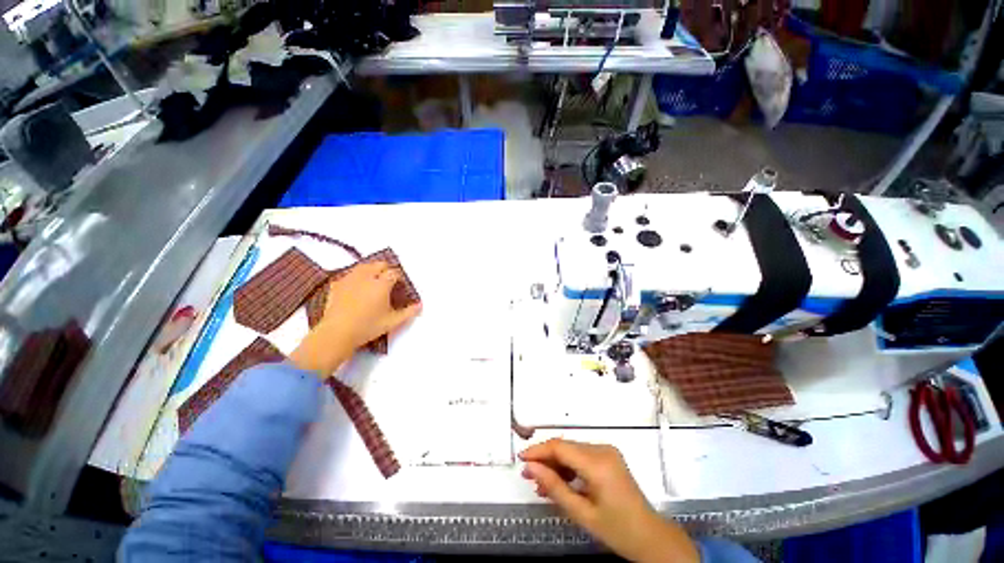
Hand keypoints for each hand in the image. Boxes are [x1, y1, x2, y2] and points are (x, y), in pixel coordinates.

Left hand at [291, 261, 421, 377]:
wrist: (337, 332)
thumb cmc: (368, 326)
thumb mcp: (392, 322)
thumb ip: (408, 312)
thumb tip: (419, 305)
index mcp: (381, 284)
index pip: (394, 273)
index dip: (399, 277)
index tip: (400, 284)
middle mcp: (366, 277)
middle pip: (379, 264)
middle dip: (386, 269)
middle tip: (388, 280)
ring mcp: (350, 279)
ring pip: (363, 266)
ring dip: (371, 269)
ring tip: (373, 279)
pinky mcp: (337, 284)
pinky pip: (349, 274)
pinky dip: (356, 276)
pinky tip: (356, 286)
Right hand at [520, 439, 698, 562]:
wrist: (650, 536)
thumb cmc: (617, 529)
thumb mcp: (582, 513)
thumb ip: (554, 487)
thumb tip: (531, 468)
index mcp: (598, 463)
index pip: (560, 447)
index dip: (538, 450)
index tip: (521, 458)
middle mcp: (602, 450)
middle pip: (566, 447)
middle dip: (545, 459)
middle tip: (528, 475)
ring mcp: (607, 451)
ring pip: (572, 450)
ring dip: (556, 464)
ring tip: (541, 482)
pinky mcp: (608, 456)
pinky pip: (582, 455)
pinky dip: (568, 466)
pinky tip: (559, 481)